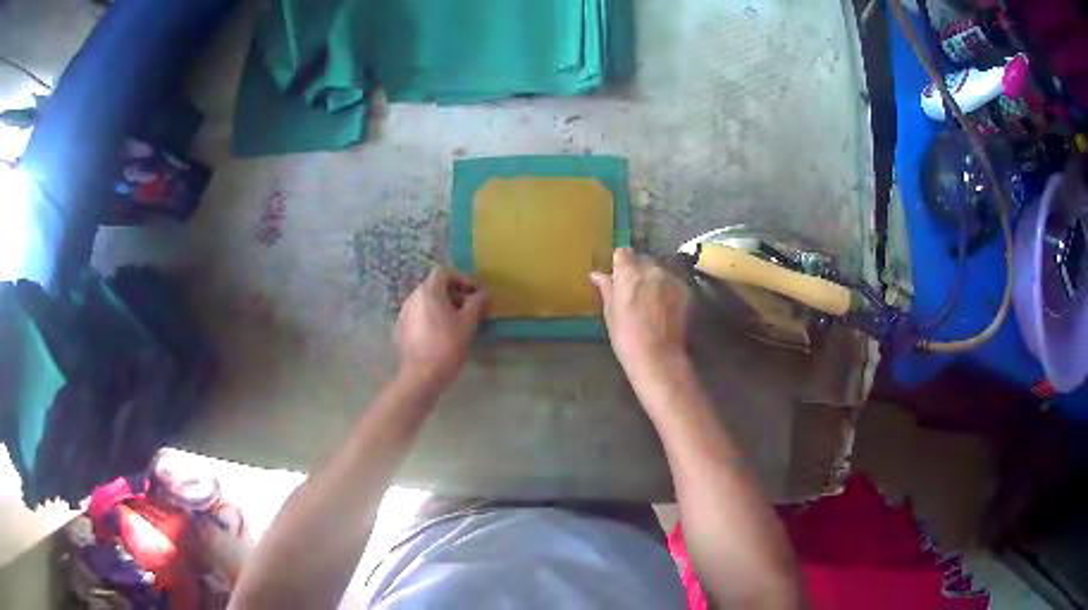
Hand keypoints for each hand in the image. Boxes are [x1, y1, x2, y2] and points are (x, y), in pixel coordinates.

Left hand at [396, 267, 487, 388]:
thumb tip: (484, 293)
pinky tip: (440, 336)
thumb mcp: (468, 322)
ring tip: (456, 324)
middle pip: (434, 286)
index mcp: (428, 291)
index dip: (461, 279)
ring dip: (442, 307)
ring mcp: (404, 313)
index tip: (473, 295)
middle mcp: (412, 297)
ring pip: (426, 302)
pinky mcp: (400, 329)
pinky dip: (431, 319)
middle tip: (469, 310)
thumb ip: (477, 303)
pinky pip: (418, 316)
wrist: (421, 375)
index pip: (444, 272)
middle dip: (454, 294)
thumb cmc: (447, 345)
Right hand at [590, 248, 690, 371]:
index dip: (620, 263)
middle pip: (643, 259)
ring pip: (660, 270)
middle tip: (634, 292)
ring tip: (652, 301)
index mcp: (628, 273)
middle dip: (638, 271)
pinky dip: (669, 289)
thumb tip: (597, 275)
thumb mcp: (610, 313)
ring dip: (655, 279)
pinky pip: (674, 282)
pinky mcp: (686, 290)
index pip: (623, 253)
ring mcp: (671, 278)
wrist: (658, 356)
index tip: (619, 277)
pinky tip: (665, 308)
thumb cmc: (626, 337)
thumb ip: (607, 289)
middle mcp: (651, 269)